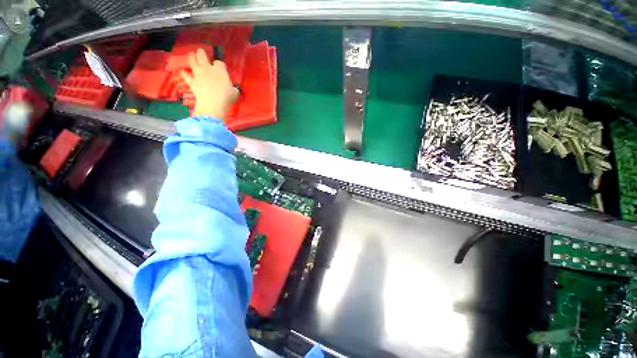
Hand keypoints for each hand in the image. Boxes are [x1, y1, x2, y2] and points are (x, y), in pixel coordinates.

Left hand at [181, 48, 238, 119]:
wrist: (213, 102)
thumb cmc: (226, 96)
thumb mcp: (235, 92)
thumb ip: (233, 88)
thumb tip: (233, 89)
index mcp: (220, 70)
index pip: (219, 63)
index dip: (219, 64)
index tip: (220, 66)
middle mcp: (208, 68)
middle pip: (202, 56)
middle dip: (201, 53)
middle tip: (200, 51)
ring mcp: (199, 74)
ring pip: (193, 62)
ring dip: (192, 58)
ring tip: (191, 54)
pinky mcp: (192, 82)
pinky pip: (187, 76)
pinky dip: (185, 74)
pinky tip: (182, 71)